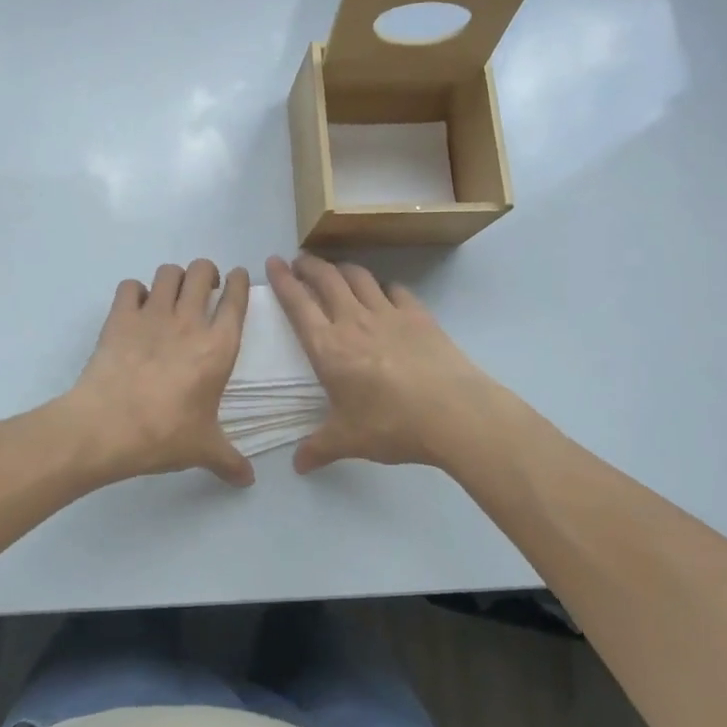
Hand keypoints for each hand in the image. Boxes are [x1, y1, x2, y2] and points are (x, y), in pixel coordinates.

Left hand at [66, 260, 253, 486]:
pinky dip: (135, 292)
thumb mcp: (203, 449)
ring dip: (173, 278)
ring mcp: (152, 315)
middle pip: (202, 271)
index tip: (237, 277)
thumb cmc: (164, 435)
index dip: (239, 281)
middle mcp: (189, 321)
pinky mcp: (120, 317)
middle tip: (204, 288)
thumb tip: (248, 480)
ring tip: (171, 295)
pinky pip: (130, 286)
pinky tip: (135, 308)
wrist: (106, 427)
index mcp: (218, 347)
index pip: (236, 299)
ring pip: (168, 272)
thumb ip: (229, 460)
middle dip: (206, 272)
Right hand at [266, 254, 499, 473]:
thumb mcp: (348, 440)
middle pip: (326, 279)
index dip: (282, 280)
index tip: (273, 262)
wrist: (453, 413)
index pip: (298, 303)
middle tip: (300, 261)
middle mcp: (354, 321)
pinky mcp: (419, 315)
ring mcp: (389, 314)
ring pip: (359, 277)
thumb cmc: (392, 424)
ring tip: (335, 270)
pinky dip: (384, 287)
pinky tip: (385, 293)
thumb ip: (319, 448)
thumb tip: (297, 465)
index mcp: (328, 347)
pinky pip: (396, 290)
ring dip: (342, 269)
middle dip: (309, 265)